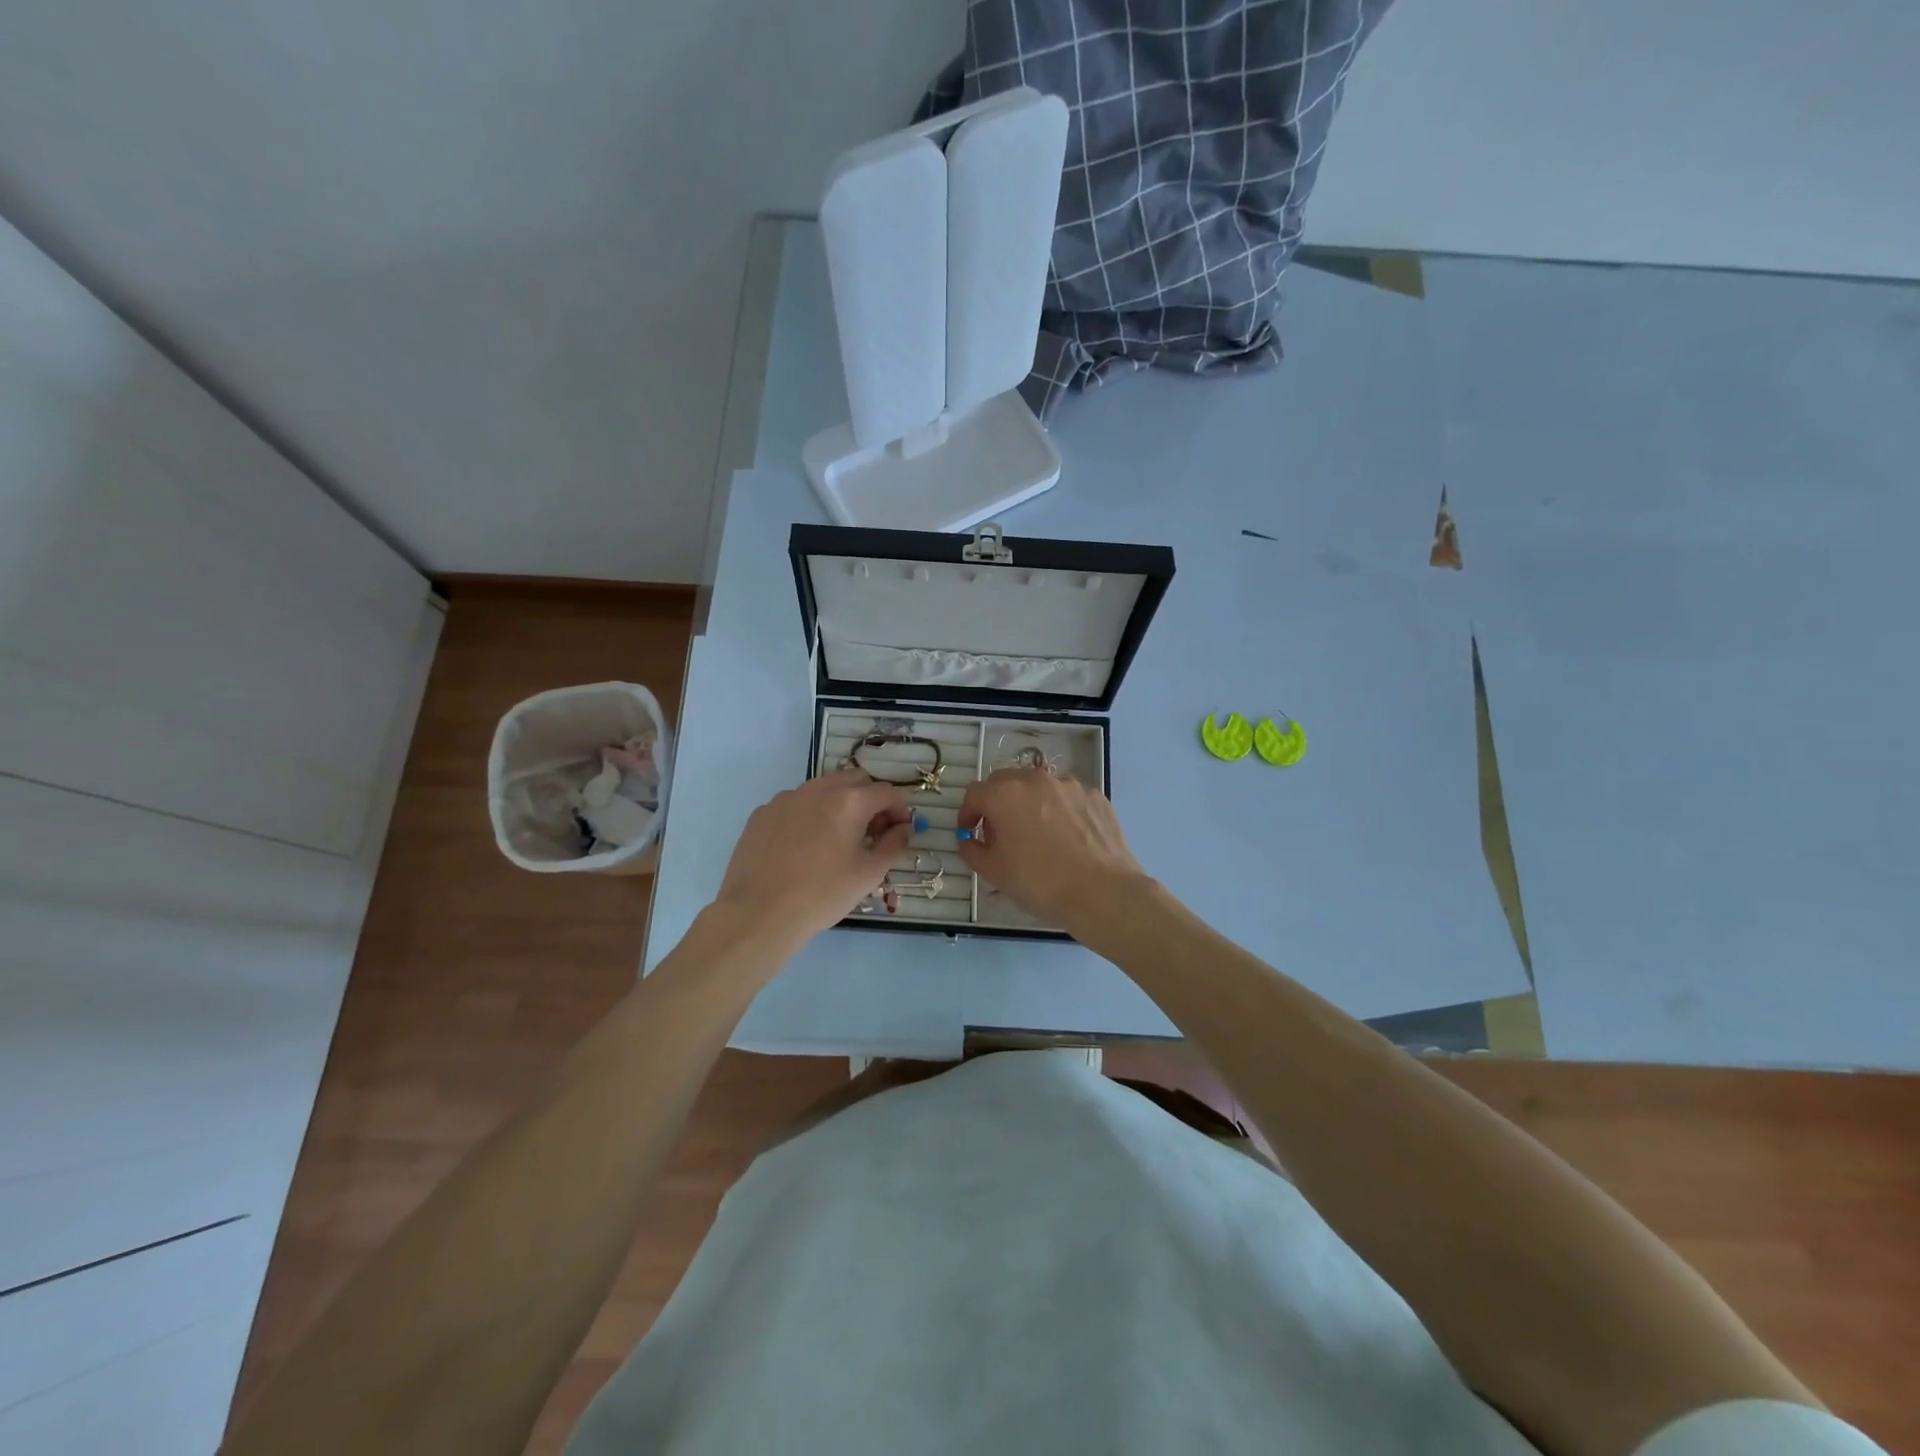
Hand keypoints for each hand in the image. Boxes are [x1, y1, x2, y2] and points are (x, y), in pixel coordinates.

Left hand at [714, 769, 912, 941]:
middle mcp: (818, 789)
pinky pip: (796, 804)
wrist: (759, 912)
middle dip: (870, 801)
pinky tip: (803, 847)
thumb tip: (903, 829)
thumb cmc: (822, 894)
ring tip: (836, 839)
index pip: (887, 792)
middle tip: (871, 833)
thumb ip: (894, 845)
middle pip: (856, 781)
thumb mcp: (869, 874)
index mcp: (849, 801)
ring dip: (839, 805)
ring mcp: (786, 798)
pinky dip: (809, 815)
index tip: (900, 832)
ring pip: (823, 789)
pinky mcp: (763, 812)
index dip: (900, 810)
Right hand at [957, 768, 1152, 934]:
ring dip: (1030, 805)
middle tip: (1000, 834)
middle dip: (997, 804)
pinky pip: (1067, 799)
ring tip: (1037, 837)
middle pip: (1006, 783)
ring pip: (1039, 788)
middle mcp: (1036, 779)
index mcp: (1005, 794)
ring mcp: (1069, 785)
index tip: (969, 833)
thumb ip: (973, 851)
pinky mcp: (1095, 796)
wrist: (1102, 892)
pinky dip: (1059, 812)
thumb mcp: (994, 873)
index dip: (967, 814)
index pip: (974, 794)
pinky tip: (1066, 840)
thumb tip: (969, 841)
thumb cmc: (1040, 883)